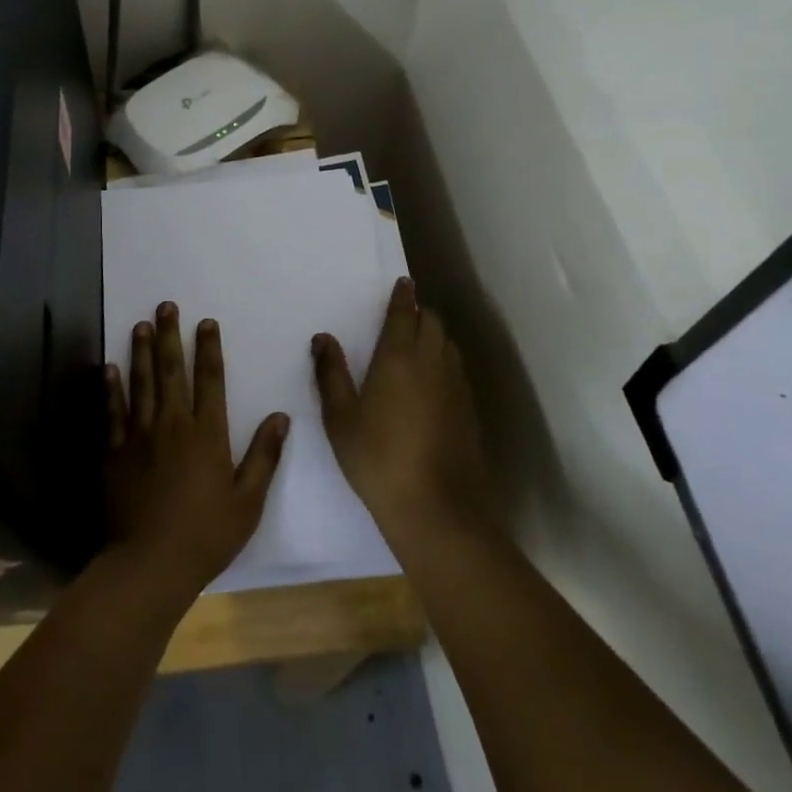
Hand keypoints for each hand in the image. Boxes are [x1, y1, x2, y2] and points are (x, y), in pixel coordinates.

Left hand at [105, 303, 289, 595]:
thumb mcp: (248, 501)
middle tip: (165, 306)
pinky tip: (108, 368)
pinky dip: (111, 388)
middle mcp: (173, 425)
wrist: (150, 564)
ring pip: (141, 383)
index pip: (210, 379)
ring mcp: (139, 436)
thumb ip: (264, 456)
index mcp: (207, 434)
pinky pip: (112, 412)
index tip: (206, 323)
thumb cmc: (206, 535)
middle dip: (169, 336)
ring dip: (140, 351)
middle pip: (171, 371)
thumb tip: (281, 417)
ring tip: (140, 325)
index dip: (208, 348)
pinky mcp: (115, 452)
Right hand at [313, 278, 492, 547]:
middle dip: (420, 312)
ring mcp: (456, 387)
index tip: (403, 282)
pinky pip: (456, 369)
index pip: (404, 314)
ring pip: (448, 344)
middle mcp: (432, 363)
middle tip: (404, 314)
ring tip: (418, 341)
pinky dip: (444, 360)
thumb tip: (323, 337)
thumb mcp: (340, 418)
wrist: (437, 509)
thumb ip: (331, 374)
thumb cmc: (377, 459)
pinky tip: (432, 381)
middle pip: (432, 323)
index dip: (403, 296)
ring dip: (434, 335)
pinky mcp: (469, 411)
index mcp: (398, 358)